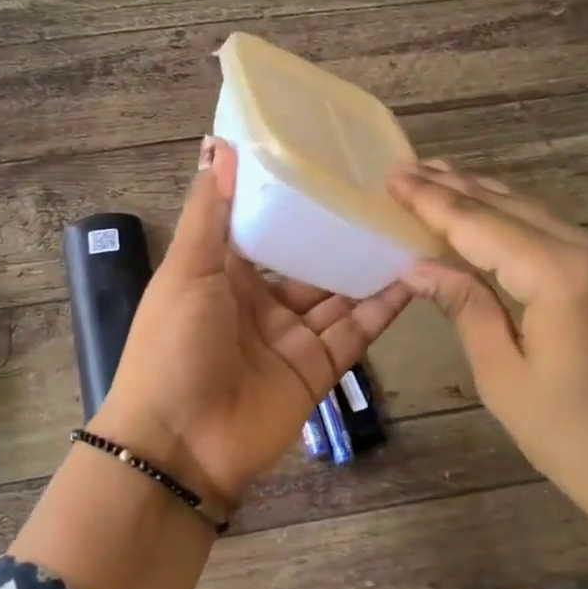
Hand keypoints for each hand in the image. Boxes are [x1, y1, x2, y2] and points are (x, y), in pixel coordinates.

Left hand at [91, 137, 412, 510]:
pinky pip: (355, 332)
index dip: (291, 198)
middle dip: (339, 232)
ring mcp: (291, 337)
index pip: (263, 226)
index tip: (327, 161)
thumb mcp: (187, 270)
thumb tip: (219, 143)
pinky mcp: (317, 369)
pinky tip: (414, 277)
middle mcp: (259, 301)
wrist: (180, 445)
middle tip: (385, 194)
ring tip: (408, 227)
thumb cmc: (174, 345)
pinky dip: (383, 308)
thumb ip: (209, 211)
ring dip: (369, 266)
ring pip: (338, 294)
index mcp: (222, 273)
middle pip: (307, 260)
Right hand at [388, 161, 587, 516]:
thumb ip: (464, 307)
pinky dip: (516, 220)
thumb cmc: (576, 440)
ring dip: (486, 197)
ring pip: (537, 213)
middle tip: (407, 168)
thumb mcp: (503, 376)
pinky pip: (559, 233)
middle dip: (455, 186)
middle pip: (510, 206)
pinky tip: (490, 216)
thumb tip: (418, 267)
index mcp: (563, 275)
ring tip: (439, 178)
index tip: (392, 178)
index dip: (431, 201)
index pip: (480, 224)